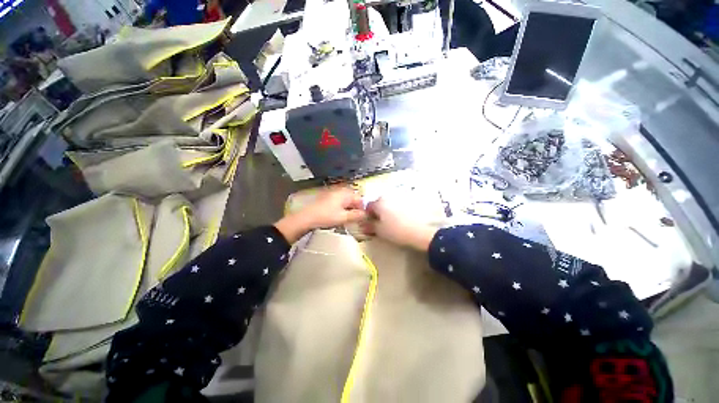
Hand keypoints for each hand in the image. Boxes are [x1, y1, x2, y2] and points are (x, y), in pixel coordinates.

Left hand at [275, 186, 366, 242]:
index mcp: (346, 193)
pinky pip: (339, 201)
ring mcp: (333, 193)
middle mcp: (340, 190)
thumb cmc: (326, 217)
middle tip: (354, 219)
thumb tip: (366, 214)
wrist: (306, 217)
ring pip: (346, 200)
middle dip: (355, 208)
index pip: (360, 199)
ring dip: (348, 208)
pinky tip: (338, 215)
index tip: (361, 218)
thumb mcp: (344, 217)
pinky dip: (341, 207)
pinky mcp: (327, 197)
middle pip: (353, 198)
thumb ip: (357, 215)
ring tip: (346, 218)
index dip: (363, 209)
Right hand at [364, 197, 436, 250]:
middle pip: (379, 203)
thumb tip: (363, 225)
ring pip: (390, 203)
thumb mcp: (380, 231)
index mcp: (379, 203)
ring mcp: (401, 197)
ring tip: (394, 221)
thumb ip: (370, 226)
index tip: (371, 223)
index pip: (368, 206)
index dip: (368, 215)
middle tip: (382, 223)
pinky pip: (400, 204)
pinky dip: (399, 210)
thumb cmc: (396, 231)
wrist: (421, 232)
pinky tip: (403, 219)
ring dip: (389, 210)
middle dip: (379, 212)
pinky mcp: (411, 200)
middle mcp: (388, 197)